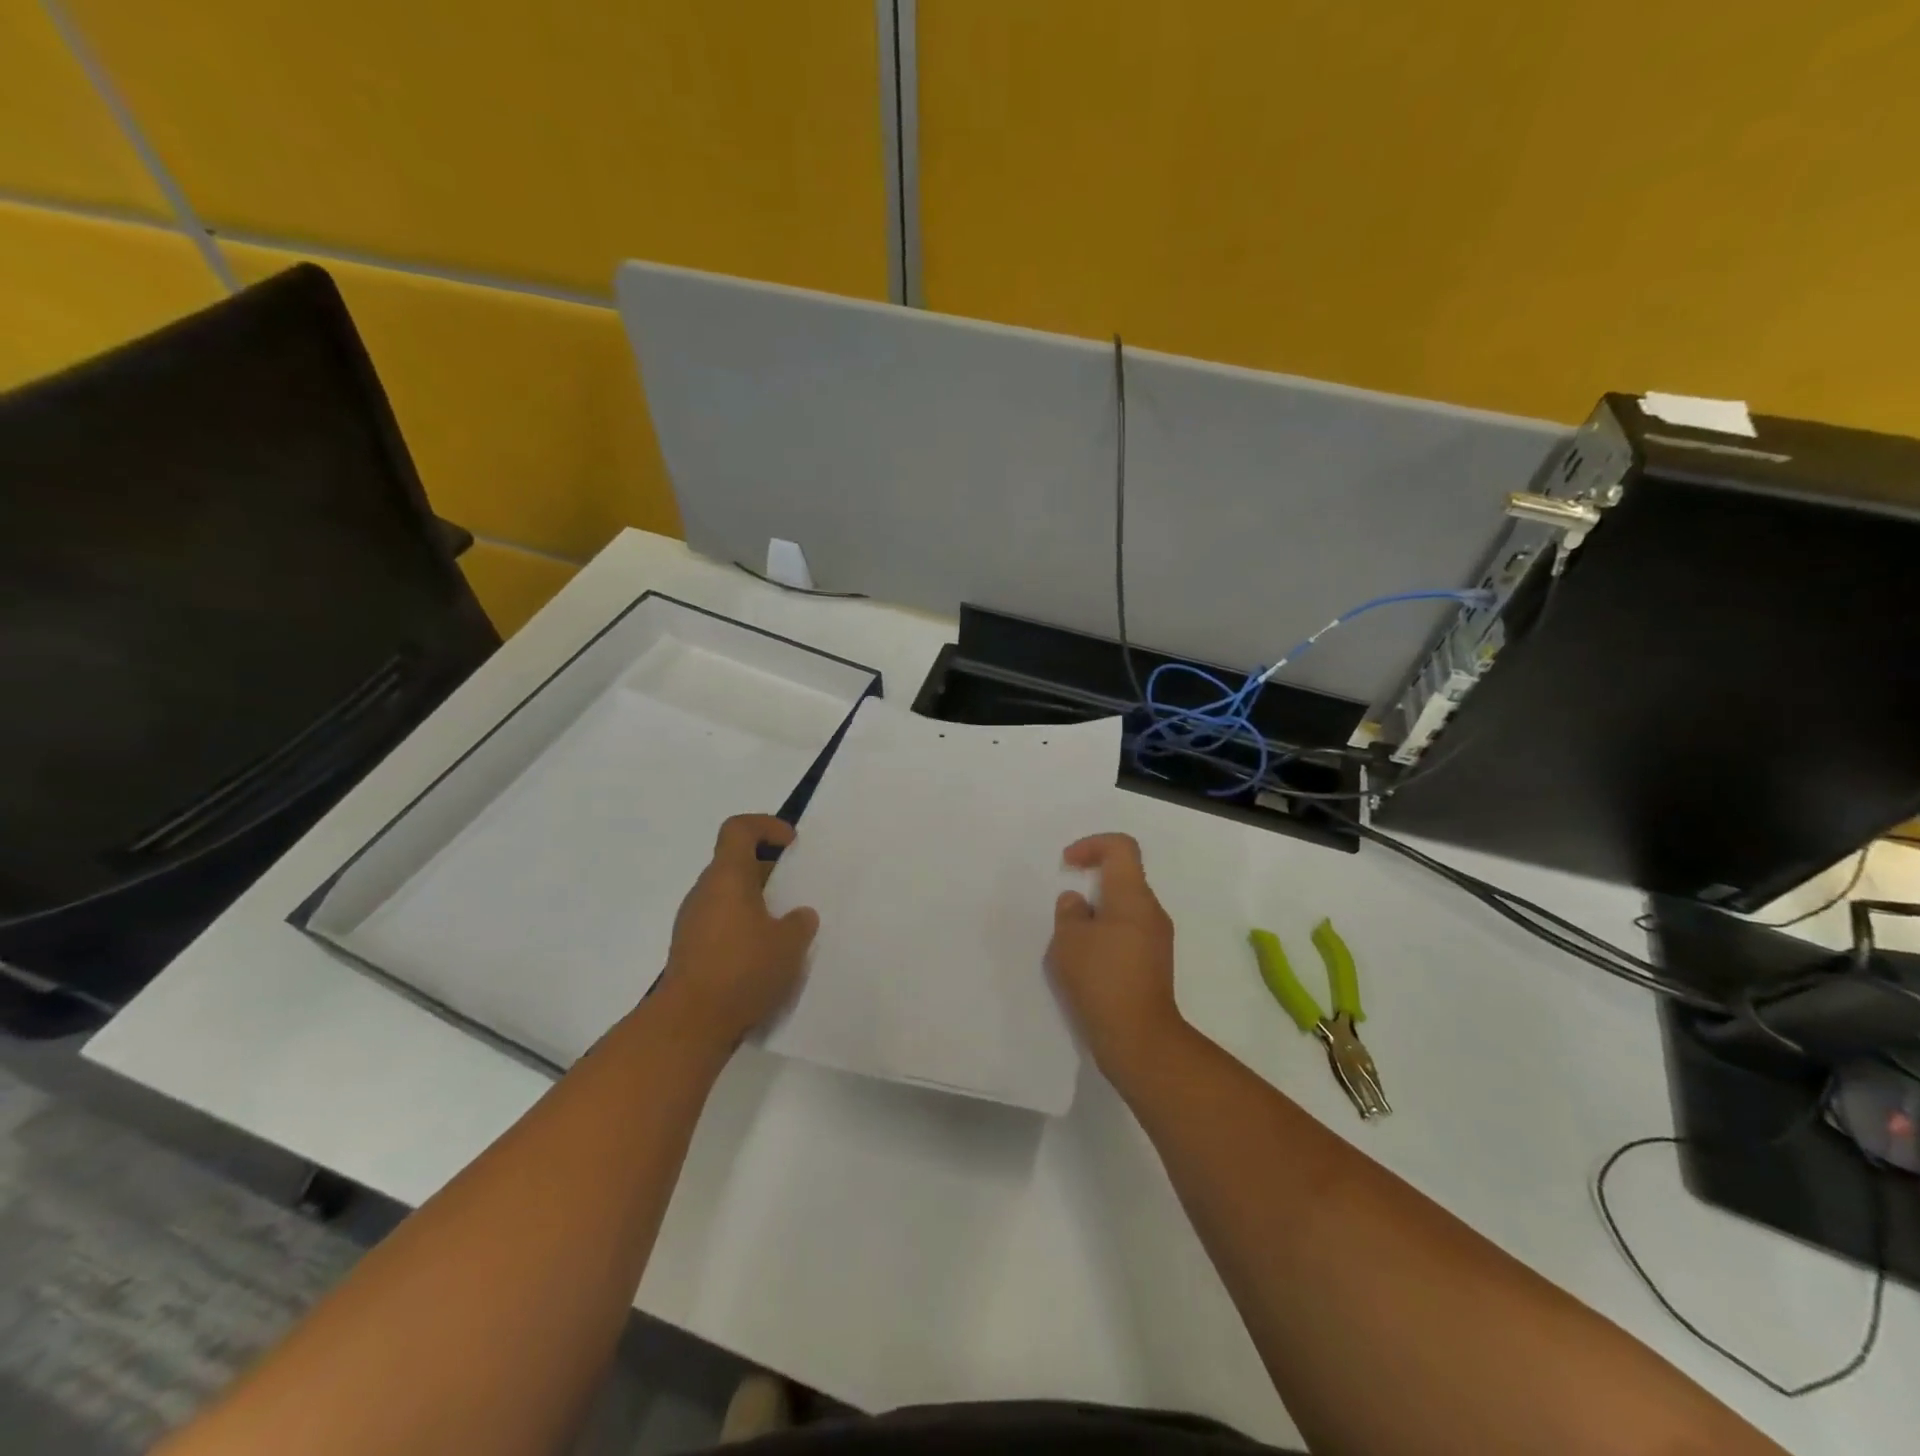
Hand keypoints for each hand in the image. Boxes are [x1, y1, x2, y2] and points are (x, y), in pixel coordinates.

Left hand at [658, 815, 818, 1046]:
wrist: (690, 1024)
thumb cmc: (743, 970)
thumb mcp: (789, 944)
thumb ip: (799, 923)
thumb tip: (799, 915)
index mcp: (727, 877)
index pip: (739, 829)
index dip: (766, 826)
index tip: (791, 844)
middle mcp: (704, 892)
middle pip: (735, 863)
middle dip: (768, 871)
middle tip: (796, 891)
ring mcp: (692, 922)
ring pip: (728, 896)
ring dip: (756, 903)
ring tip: (785, 928)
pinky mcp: (689, 951)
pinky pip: (720, 924)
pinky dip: (743, 928)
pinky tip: (764, 956)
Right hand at [1046, 832, 1184, 1080]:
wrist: (1139, 1038)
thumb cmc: (1101, 979)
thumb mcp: (1069, 941)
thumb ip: (1069, 912)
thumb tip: (1078, 902)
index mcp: (1133, 896)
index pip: (1121, 847)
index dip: (1092, 845)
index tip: (1068, 865)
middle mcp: (1151, 911)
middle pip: (1123, 878)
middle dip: (1091, 885)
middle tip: (1066, 911)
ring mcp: (1157, 939)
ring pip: (1124, 909)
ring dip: (1096, 915)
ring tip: (1072, 943)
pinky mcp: (1155, 964)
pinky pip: (1128, 934)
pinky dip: (1106, 937)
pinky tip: (1086, 965)